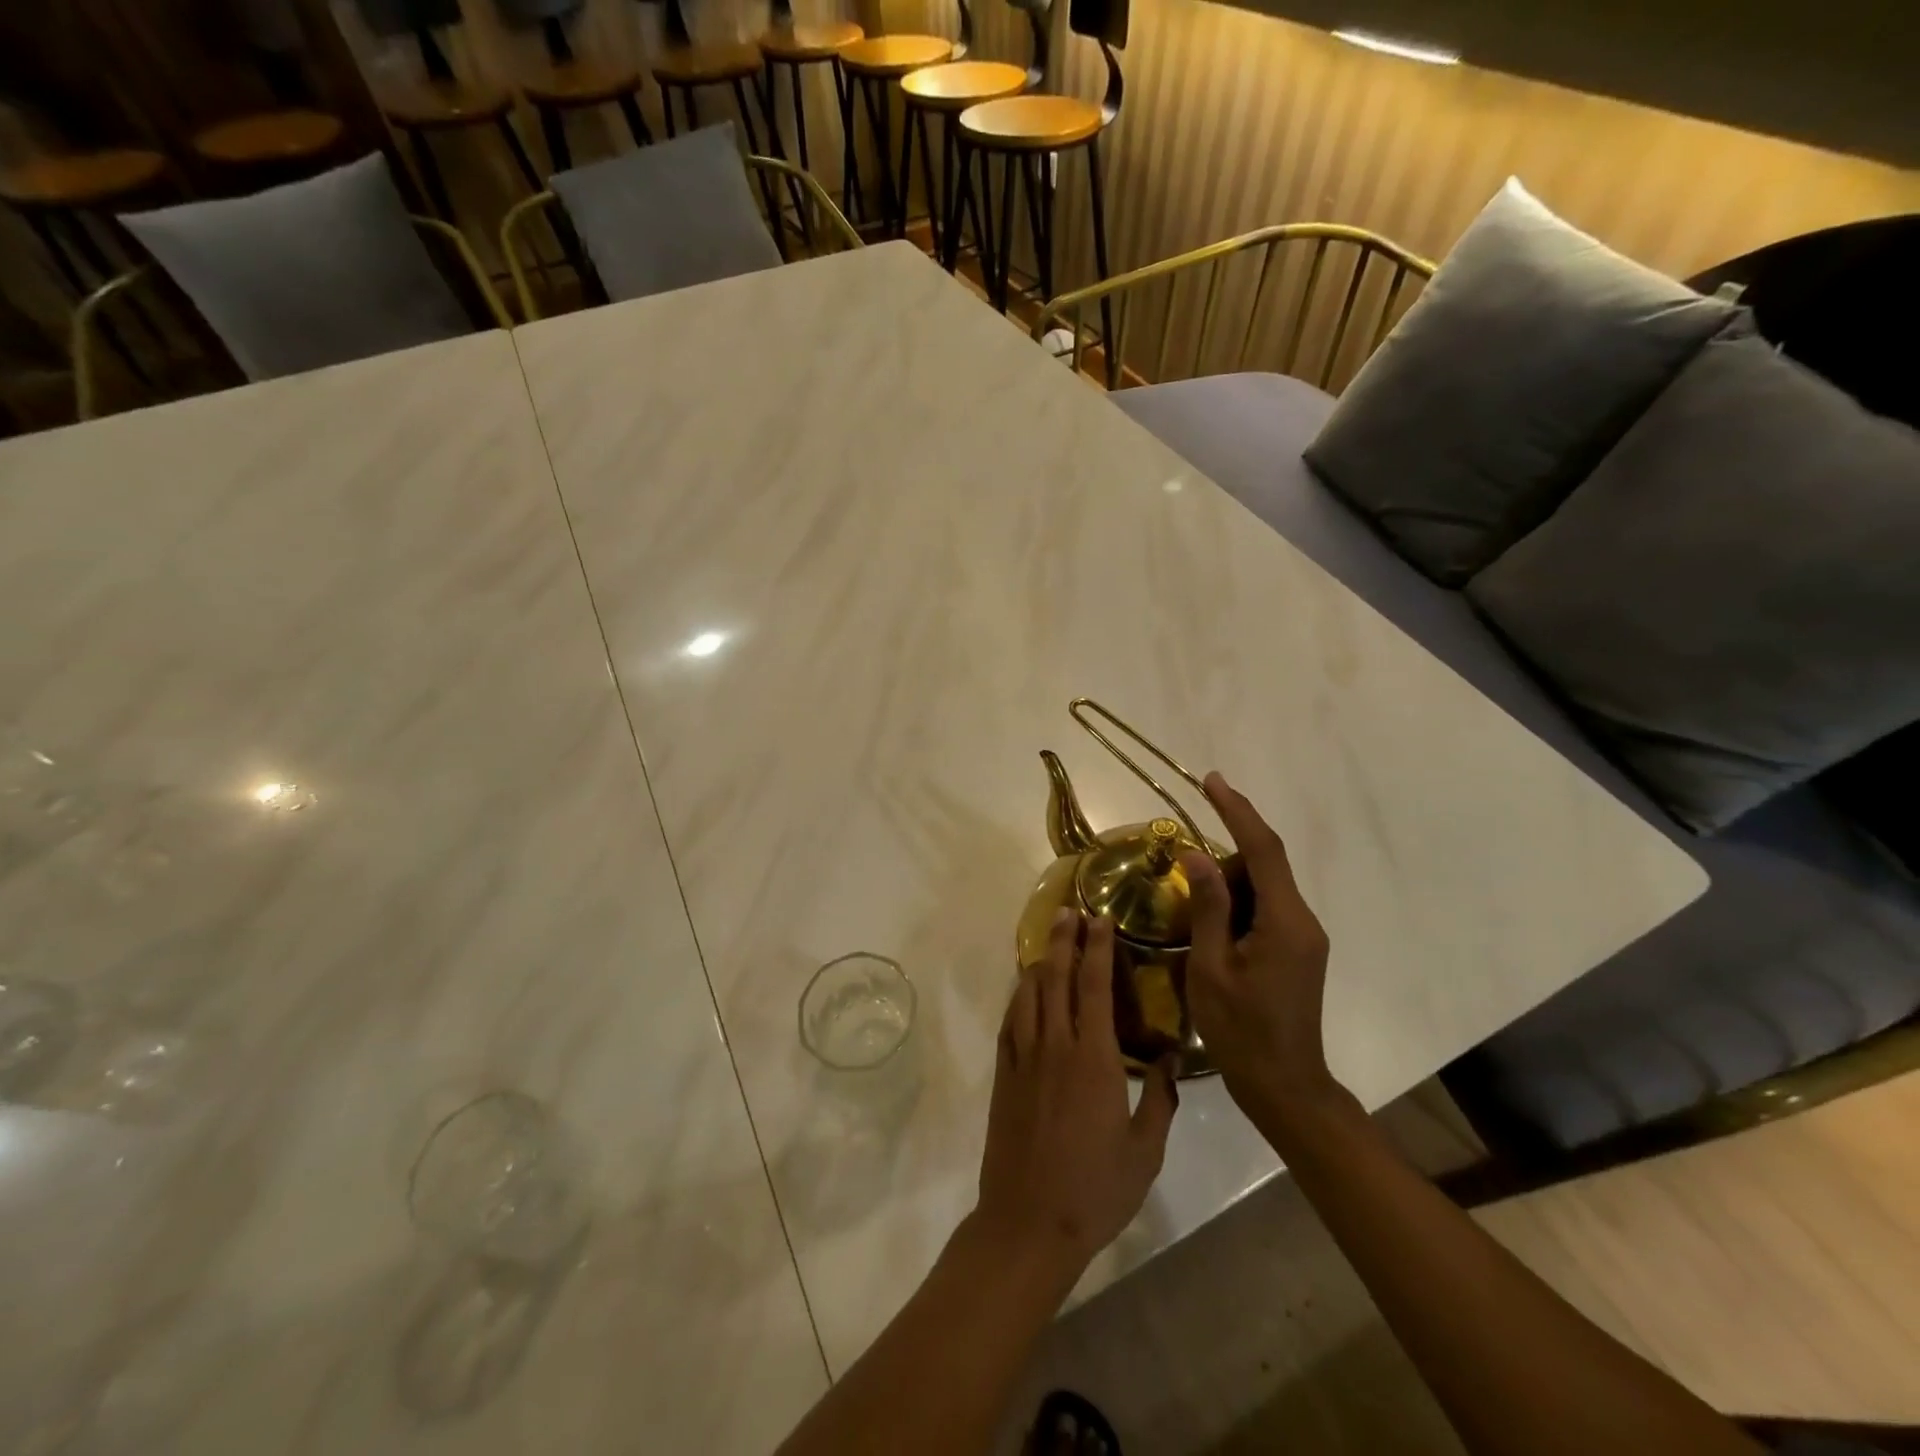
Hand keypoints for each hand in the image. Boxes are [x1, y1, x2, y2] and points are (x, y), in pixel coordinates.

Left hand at [972, 910, 1177, 1284]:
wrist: (1029, 1221)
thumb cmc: (1095, 1189)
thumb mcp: (1145, 1151)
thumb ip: (1160, 1100)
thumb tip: (1168, 1058)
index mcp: (1094, 1058)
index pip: (1095, 986)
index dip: (1098, 948)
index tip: (1100, 919)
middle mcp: (1056, 1044)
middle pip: (1058, 976)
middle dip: (1064, 939)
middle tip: (1070, 911)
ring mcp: (1024, 1056)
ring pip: (1030, 992)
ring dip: (1040, 960)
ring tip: (1050, 938)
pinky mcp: (1004, 1072)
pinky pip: (1010, 1019)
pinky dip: (1018, 994)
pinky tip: (1025, 987)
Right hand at [1182, 771, 1341, 1141]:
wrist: (1285, 1086)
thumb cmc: (1241, 1032)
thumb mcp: (1212, 967)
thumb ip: (1207, 907)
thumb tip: (1196, 854)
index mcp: (1285, 921)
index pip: (1263, 849)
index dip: (1237, 810)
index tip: (1211, 781)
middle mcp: (1303, 920)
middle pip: (1263, 866)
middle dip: (1223, 857)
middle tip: (1183, 872)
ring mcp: (1303, 936)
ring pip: (1263, 887)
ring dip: (1227, 885)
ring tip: (1194, 913)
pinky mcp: (1297, 950)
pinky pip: (1266, 909)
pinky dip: (1237, 904)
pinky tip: (1212, 927)